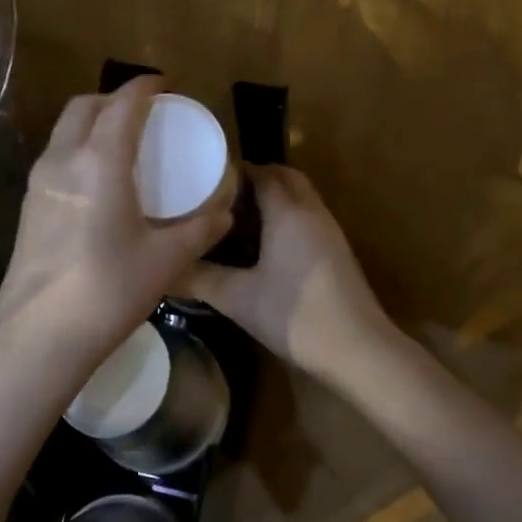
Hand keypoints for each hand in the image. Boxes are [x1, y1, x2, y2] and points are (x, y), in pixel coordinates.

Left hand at [0, 77, 232, 380]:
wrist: (40, 336)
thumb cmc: (110, 289)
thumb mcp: (166, 259)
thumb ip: (199, 230)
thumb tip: (226, 214)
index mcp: (100, 162)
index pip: (122, 104)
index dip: (143, 87)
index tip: (163, 84)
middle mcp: (63, 160)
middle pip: (84, 107)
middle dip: (113, 99)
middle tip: (143, 112)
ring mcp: (38, 184)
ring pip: (64, 132)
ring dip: (92, 123)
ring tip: (121, 143)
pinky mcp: (27, 207)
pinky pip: (55, 158)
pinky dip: (78, 150)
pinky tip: (97, 182)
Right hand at [183, 165, 398, 383]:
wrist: (357, 349)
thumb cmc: (295, 315)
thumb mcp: (237, 298)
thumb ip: (198, 278)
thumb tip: (164, 268)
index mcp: (287, 210)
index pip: (260, 171)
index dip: (232, 171)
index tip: (202, 180)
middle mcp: (310, 210)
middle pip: (283, 176)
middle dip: (253, 179)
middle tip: (219, 197)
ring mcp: (328, 229)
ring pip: (298, 196)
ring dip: (271, 198)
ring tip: (235, 218)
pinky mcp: (336, 250)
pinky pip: (306, 216)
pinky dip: (284, 216)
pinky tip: (262, 245)